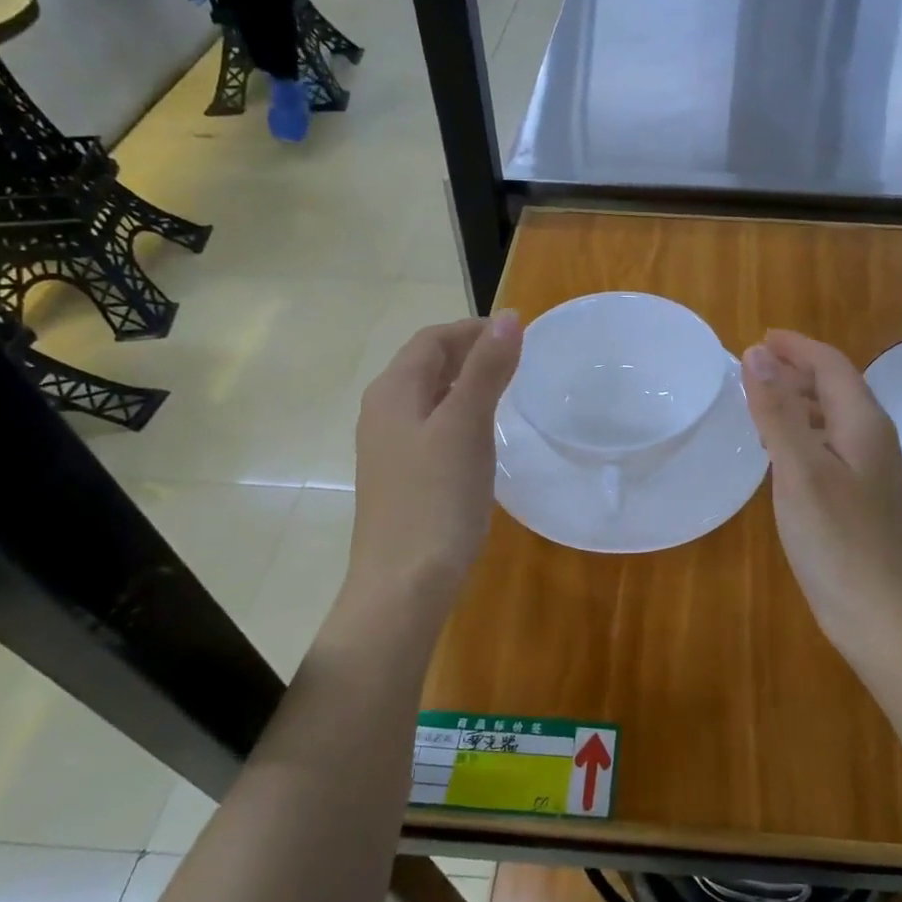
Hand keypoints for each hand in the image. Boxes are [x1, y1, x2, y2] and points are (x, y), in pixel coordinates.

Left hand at [348, 313, 522, 613]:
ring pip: (429, 397)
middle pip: (426, 365)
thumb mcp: (466, 426)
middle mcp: (383, 412)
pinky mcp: (401, 477)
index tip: (519, 332)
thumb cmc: (436, 499)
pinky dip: (459, 415)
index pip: (432, 339)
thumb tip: (509, 316)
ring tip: (507, 388)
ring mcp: (389, 447)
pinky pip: (431, 427)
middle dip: (469, 352)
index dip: (473, 329)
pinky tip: (483, 435)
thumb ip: (487, 369)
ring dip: (465, 383)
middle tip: (518, 358)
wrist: (403, 584)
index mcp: (393, 392)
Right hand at [742, 332, 901, 645]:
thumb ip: (777, 411)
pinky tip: (784, 454)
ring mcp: (873, 473)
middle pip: (837, 388)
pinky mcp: (863, 499)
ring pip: (834, 419)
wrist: (880, 615)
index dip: (797, 347)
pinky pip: (832, 447)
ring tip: (762, 402)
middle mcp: (874, 440)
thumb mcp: (799, 469)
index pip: (832, 366)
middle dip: (798, 370)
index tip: (760, 338)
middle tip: (755, 368)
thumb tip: (756, 354)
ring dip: (800, 401)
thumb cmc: (837, 540)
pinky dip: (804, 434)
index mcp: (863, 424)